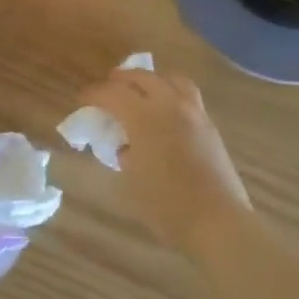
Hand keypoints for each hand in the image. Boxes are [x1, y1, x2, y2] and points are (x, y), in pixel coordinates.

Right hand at [77, 67, 250, 255]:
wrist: (217, 221)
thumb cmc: (166, 205)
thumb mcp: (131, 179)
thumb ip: (123, 153)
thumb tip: (125, 145)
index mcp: (144, 118)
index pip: (112, 93)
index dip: (93, 94)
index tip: (82, 100)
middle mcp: (170, 106)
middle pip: (142, 77)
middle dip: (120, 79)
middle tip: (107, 89)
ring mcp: (194, 113)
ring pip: (170, 79)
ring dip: (150, 80)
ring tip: (140, 91)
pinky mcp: (210, 125)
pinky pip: (187, 95)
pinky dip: (170, 92)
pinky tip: (164, 111)